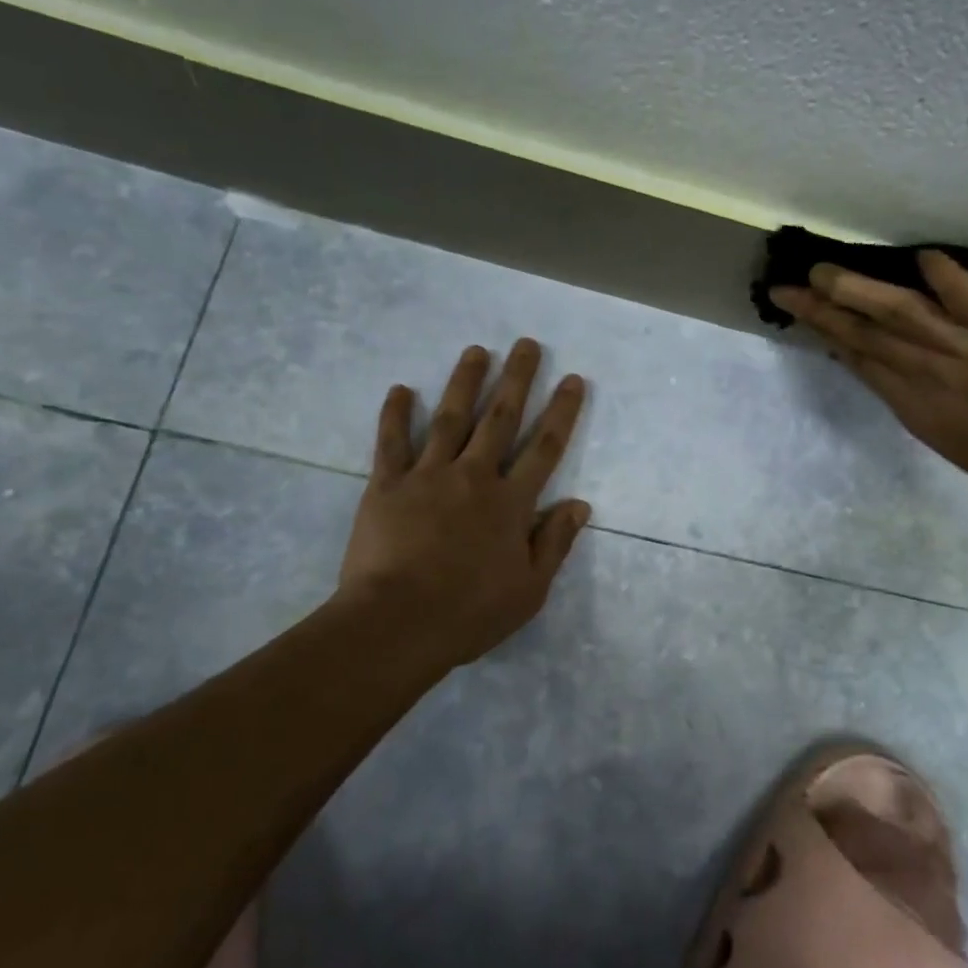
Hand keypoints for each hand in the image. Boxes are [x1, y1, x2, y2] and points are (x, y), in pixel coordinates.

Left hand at [337, 339, 590, 667]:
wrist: (397, 623)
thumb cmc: (469, 613)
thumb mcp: (529, 590)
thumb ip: (555, 543)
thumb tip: (580, 504)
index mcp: (511, 503)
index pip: (545, 447)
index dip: (561, 411)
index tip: (572, 379)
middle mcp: (474, 477)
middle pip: (501, 419)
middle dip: (517, 379)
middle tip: (526, 344)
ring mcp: (428, 475)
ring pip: (450, 418)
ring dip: (465, 382)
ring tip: (476, 350)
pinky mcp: (387, 484)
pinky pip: (392, 441)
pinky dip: (395, 413)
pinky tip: (400, 388)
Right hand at [770, 251, 967, 523]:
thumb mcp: (959, 441)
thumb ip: (926, 402)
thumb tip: (895, 370)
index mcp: (918, 408)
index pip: (863, 362)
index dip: (829, 335)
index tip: (804, 314)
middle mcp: (932, 376)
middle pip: (868, 335)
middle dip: (824, 310)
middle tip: (790, 286)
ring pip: (903, 314)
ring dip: (861, 290)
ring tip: (826, 271)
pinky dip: (944, 274)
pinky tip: (920, 257)